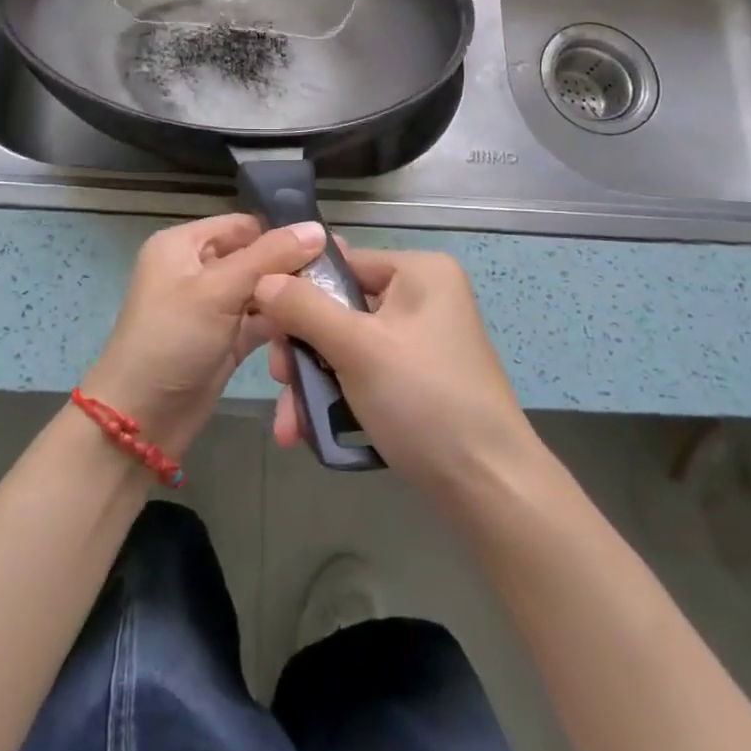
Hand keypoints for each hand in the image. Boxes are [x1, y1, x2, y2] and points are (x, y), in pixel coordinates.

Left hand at [82, 214, 326, 458]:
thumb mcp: (218, 289)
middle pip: (255, 257)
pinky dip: (283, 324)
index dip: (281, 232)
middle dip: (291, 267)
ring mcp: (212, 308)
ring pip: (261, 291)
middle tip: (339, 276)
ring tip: (335, 301)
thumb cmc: (172, 339)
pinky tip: (317, 325)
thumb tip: (317, 228)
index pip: (242, 225)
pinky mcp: (226, 341)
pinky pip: (261, 322)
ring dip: (290, 298)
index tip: (328, 244)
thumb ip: (269, 256)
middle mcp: (197, 270)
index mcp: (183, 245)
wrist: (141, 420)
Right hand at [252, 248, 541, 505]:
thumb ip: (304, 309)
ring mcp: (420, 341)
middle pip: (338, 309)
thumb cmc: (423, 399)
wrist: (488, 487)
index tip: (263, 326)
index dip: (297, 291)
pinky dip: (335, 398)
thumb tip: (262, 278)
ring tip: (289, 425)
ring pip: (345, 347)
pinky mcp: (416, 379)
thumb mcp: (356, 348)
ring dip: (312, 383)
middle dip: (302, 351)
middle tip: (279, 381)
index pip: (342, 264)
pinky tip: (307, 431)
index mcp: (419, 272)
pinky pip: (363, 373)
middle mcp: (421, 297)